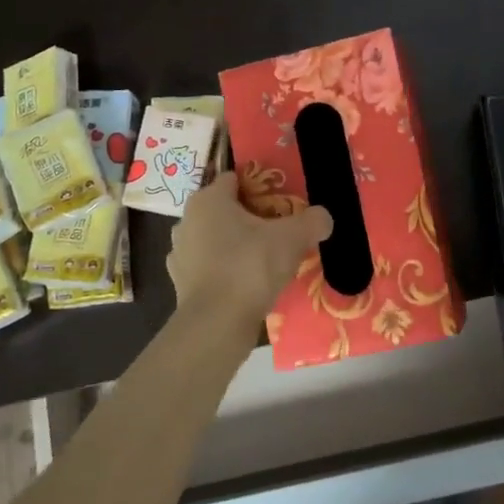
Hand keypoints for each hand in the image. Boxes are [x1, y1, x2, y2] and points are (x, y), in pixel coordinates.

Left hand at [168, 172, 331, 327]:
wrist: (217, 324)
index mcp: (208, 199)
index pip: (234, 179)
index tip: (282, 202)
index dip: (260, 187)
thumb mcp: (293, 238)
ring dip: (235, 246)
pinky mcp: (180, 284)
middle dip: (250, 218)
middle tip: (278, 232)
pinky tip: (247, 284)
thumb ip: (312, 221)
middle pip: (225, 210)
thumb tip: (323, 217)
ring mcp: (180, 254)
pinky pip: (209, 268)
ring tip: (264, 261)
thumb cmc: (250, 266)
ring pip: (215, 240)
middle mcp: (187, 220)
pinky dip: (225, 272)